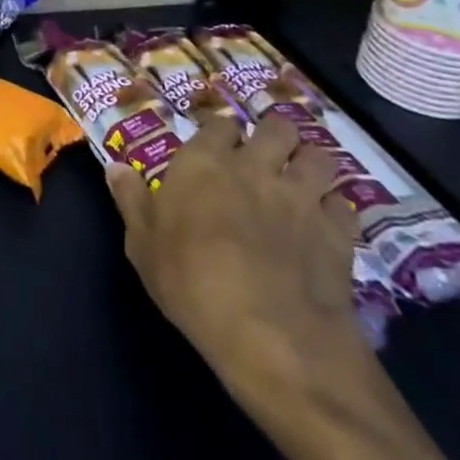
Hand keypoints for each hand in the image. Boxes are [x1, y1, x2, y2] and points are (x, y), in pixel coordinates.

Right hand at [107, 112, 367, 418]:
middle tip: (267, 160)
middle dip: (275, 138)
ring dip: (311, 166)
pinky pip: (345, 207)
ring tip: (303, 184)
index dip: (222, 134)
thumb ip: (131, 201)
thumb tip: (114, 167)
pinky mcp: (338, 233)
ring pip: (319, 157)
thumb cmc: (192, 283)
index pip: (219, 123)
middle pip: (277, 127)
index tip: (218, 149)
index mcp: (204, 162)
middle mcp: (255, 166)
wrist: (271, 335)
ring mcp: (301, 197)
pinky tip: (326, 228)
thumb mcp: (143, 245)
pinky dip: (336, 212)